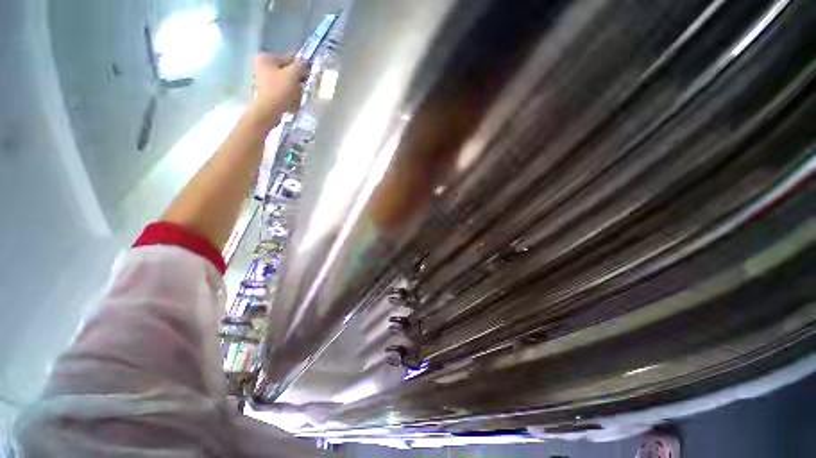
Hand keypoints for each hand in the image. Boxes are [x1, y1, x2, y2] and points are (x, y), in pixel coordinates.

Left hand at [251, 53, 307, 122]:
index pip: (289, 58)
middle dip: (297, 81)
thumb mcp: (293, 75)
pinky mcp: (268, 92)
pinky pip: (283, 91)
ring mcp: (264, 79)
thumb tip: (305, 61)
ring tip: (296, 98)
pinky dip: (290, 96)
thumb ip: (300, 65)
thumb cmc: (279, 90)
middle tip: (302, 88)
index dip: (301, 66)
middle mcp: (263, 66)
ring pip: (287, 82)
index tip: (308, 75)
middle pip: (288, 71)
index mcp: (266, 58)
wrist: (269, 111)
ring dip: (295, 90)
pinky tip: (292, 102)